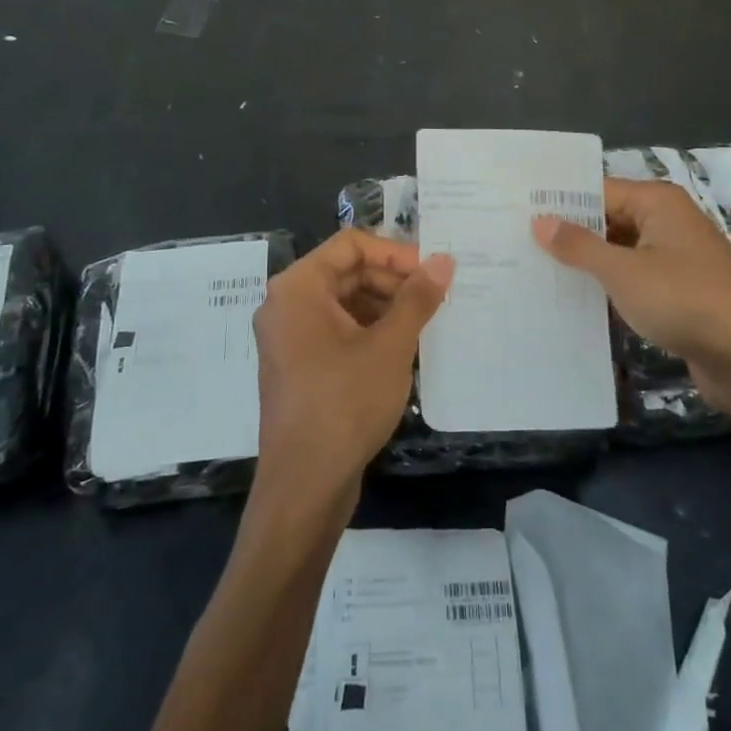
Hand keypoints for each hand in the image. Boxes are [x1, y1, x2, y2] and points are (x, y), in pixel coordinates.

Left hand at [251, 229, 453, 506]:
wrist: (305, 485)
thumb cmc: (345, 404)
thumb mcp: (390, 347)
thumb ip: (417, 298)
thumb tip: (443, 260)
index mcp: (298, 288)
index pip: (350, 245)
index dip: (394, 252)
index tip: (432, 271)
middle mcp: (286, 305)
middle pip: (346, 272)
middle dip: (392, 280)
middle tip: (435, 298)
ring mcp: (290, 338)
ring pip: (344, 302)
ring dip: (385, 306)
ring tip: (425, 323)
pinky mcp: (299, 366)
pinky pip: (337, 330)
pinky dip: (370, 331)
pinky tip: (402, 348)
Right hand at [532, 178, 730, 416]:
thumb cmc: (685, 300)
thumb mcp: (624, 271)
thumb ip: (580, 246)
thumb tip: (540, 221)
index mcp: (658, 203)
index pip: (598, 191)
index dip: (560, 203)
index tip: (518, 213)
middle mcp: (668, 222)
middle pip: (609, 219)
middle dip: (570, 234)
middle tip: (517, 244)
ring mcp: (675, 258)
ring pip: (620, 251)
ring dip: (587, 263)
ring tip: (536, 272)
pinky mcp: (678, 291)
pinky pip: (634, 279)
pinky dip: (609, 286)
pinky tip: (574, 300)